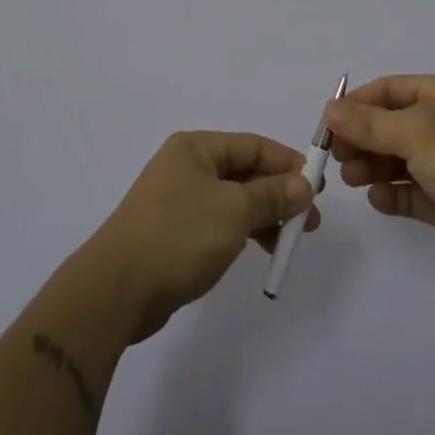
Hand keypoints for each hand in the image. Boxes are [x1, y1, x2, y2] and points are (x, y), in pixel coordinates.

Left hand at [84, 131, 320, 343]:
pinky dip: (242, 232)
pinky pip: (219, 223)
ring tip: (290, 242)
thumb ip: (272, 195)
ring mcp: (178, 201)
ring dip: (264, 216)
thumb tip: (303, 184)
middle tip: (311, 221)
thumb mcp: (234, 211)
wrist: (117, 289)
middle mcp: (186, 167)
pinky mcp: (174, 233)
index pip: (253, 146)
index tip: (318, 187)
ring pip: (233, 200)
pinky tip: (259, 250)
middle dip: (280, 194)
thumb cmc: (179, 236)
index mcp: (195, 148)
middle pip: (244, 172)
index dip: (287, 163)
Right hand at [327, 74, 434, 286]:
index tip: (328, 125)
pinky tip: (379, 200)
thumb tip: (329, 108)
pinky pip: (411, 192)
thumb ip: (369, 123)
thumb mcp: (415, 133)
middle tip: (336, 158)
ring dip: (372, 167)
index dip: (357, 103)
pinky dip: (392, 194)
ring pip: (398, 159)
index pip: (391, 89)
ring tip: (353, 180)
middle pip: (391, 125)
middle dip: (361, 139)